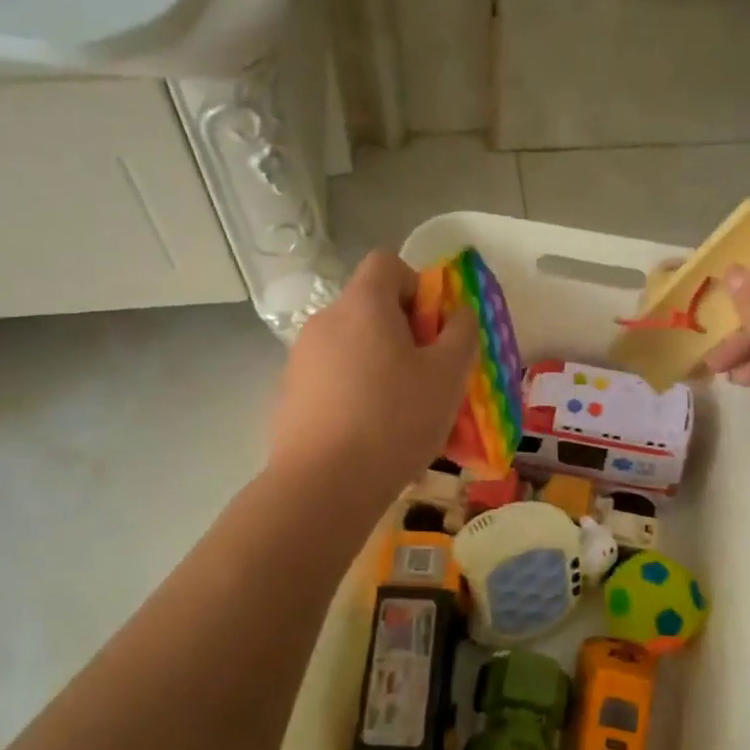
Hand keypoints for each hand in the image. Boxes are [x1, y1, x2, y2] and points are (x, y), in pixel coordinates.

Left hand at [269, 251, 477, 505]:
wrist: (323, 486)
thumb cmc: (395, 420)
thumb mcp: (447, 375)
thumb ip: (461, 334)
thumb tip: (458, 313)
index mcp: (362, 305)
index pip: (387, 263)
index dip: (417, 285)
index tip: (433, 329)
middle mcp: (324, 322)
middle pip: (369, 308)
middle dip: (403, 335)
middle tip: (427, 378)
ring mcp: (300, 360)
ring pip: (353, 349)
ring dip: (380, 367)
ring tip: (402, 415)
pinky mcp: (289, 396)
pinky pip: (333, 381)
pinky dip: (355, 394)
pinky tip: (371, 436)